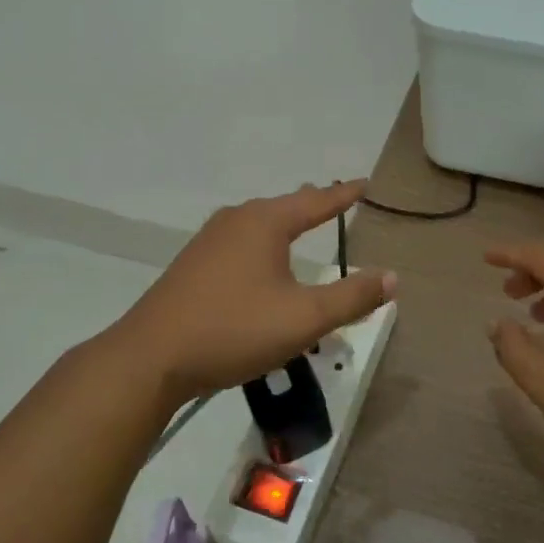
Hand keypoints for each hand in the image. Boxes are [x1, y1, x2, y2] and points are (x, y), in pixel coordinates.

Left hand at [118, 180, 396, 404]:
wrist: (150, 358)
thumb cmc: (234, 329)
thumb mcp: (304, 318)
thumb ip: (352, 297)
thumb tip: (393, 277)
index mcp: (266, 222)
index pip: (317, 201)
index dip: (344, 195)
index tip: (364, 184)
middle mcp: (237, 220)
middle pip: (284, 206)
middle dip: (312, 204)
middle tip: (335, 200)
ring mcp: (209, 241)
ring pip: (259, 223)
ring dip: (284, 224)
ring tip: (301, 224)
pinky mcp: (192, 265)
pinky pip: (240, 242)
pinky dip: (262, 243)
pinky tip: (259, 262)